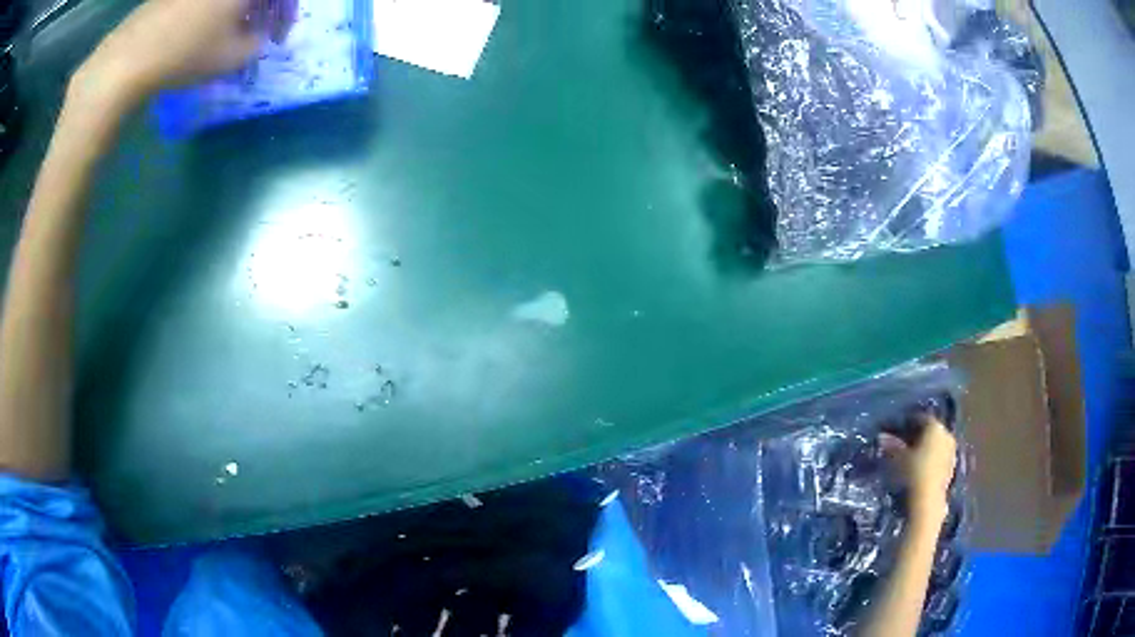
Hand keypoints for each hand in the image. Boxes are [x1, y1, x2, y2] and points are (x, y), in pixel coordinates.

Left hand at [73, 0, 296, 104]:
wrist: (128, 57)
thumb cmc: (185, 53)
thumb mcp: (230, 58)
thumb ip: (255, 45)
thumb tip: (256, 39)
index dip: (285, 14)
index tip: (277, 39)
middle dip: (262, 10)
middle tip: (255, 35)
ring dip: (236, 9)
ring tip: (226, 36)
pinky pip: (202, 0)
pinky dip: (211, 9)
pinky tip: (200, 30)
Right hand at [881, 417, 956, 526]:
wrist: (927, 501)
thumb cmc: (912, 473)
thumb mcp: (897, 458)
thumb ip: (891, 445)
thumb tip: (881, 437)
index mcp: (935, 426)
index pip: (920, 418)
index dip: (907, 423)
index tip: (895, 430)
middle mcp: (946, 434)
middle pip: (930, 431)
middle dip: (917, 436)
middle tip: (902, 444)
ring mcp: (951, 452)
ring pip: (935, 445)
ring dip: (924, 449)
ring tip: (910, 459)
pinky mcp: (951, 468)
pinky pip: (939, 458)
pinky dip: (930, 461)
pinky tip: (919, 470)